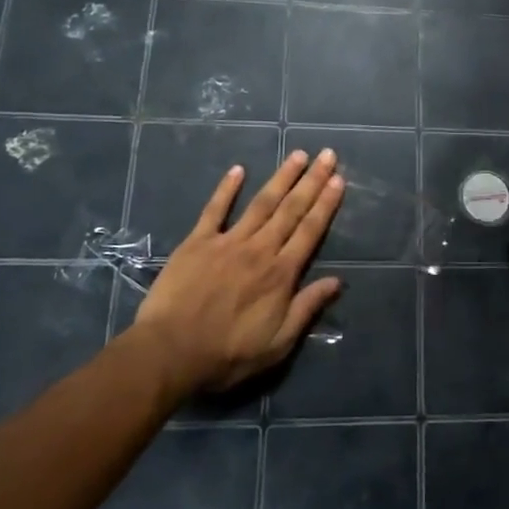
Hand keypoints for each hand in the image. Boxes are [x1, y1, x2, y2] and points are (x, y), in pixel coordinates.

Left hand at [131, 149, 344, 395]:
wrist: (170, 352)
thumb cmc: (227, 354)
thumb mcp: (278, 344)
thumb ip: (307, 308)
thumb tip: (337, 282)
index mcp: (281, 274)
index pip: (310, 231)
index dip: (326, 204)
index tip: (339, 179)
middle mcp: (259, 249)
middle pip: (291, 209)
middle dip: (312, 181)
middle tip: (327, 155)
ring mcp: (227, 242)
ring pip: (261, 203)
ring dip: (281, 177)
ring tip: (297, 155)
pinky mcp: (197, 242)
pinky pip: (214, 210)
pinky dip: (226, 188)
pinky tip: (238, 169)